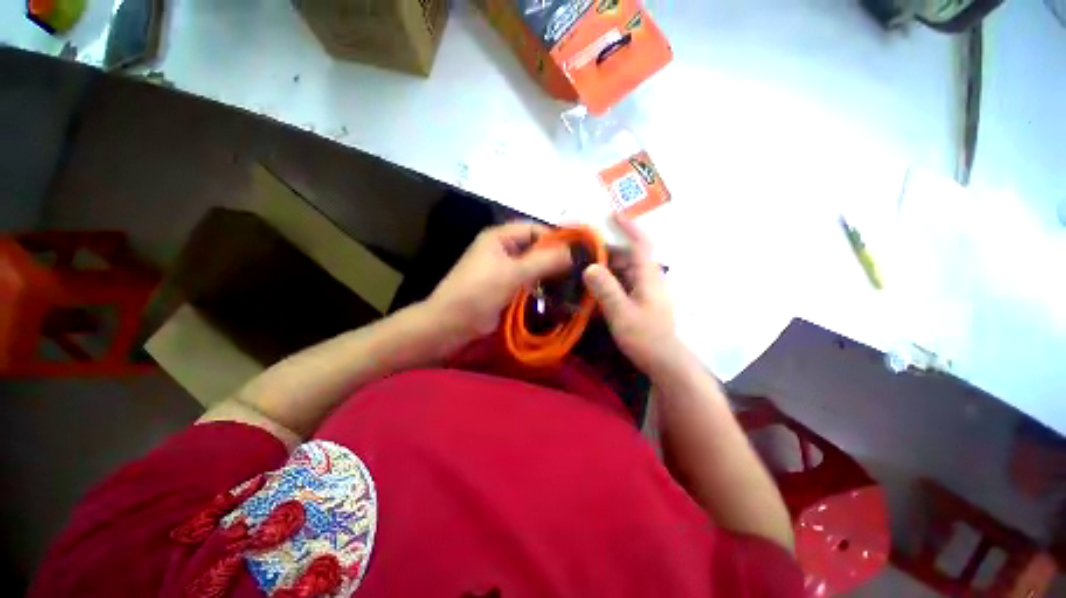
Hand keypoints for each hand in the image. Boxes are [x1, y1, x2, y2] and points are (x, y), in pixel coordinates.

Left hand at [426, 222, 571, 345]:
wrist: (451, 324)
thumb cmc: (479, 293)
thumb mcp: (513, 274)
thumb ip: (544, 260)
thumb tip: (574, 251)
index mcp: (500, 237)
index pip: (535, 229)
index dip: (557, 238)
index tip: (579, 253)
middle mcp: (503, 249)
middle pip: (535, 248)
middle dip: (556, 259)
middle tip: (579, 272)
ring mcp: (503, 270)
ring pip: (533, 267)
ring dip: (550, 275)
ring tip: (574, 285)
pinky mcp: (505, 288)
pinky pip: (528, 282)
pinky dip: (541, 287)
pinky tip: (557, 296)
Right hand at [582, 216, 680, 373]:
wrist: (663, 362)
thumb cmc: (645, 337)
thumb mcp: (622, 314)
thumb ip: (606, 290)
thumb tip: (590, 266)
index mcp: (648, 276)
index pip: (640, 244)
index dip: (628, 227)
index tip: (612, 214)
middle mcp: (647, 279)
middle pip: (626, 257)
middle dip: (604, 252)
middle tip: (580, 252)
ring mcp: (644, 290)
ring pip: (622, 272)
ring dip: (604, 269)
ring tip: (581, 269)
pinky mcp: (639, 301)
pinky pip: (621, 285)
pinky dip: (607, 283)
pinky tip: (592, 291)